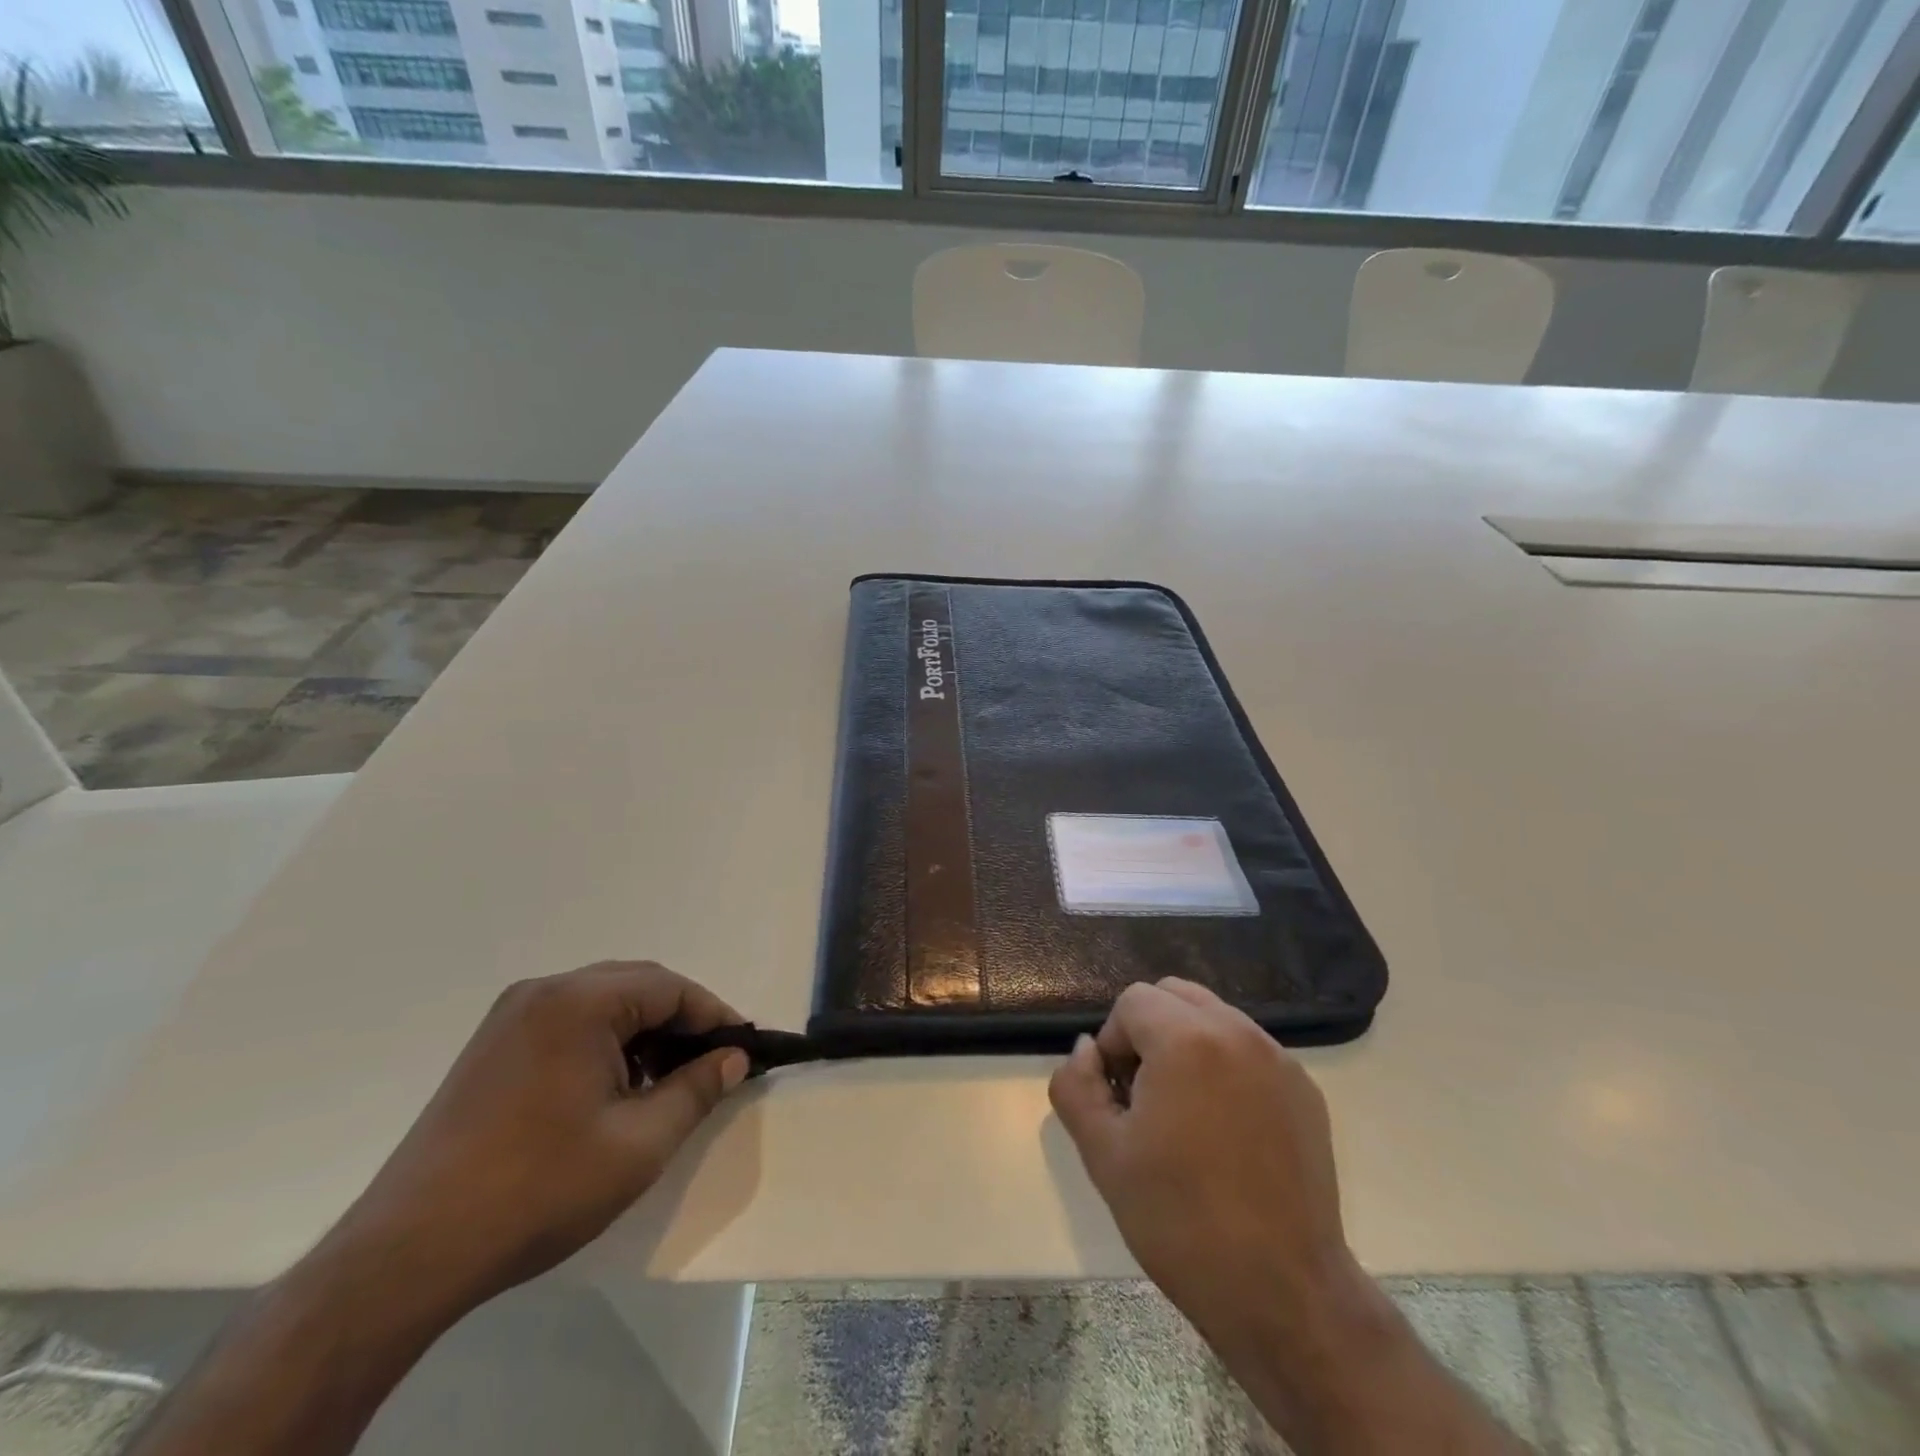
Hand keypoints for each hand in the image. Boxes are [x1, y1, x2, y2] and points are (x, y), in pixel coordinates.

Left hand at [325, 961, 749, 1321]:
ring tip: (664, 1084)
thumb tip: (733, 1058)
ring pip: (602, 1005)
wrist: (408, 1254)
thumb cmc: (538, 1190)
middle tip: (710, 1066)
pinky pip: (568, 1024)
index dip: (714, 1016)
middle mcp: (543, 992)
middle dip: (680, 1022)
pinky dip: (605, 1045)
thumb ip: (696, 1089)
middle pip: (636, 987)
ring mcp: (510, 1018)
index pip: (670, 988)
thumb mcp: (639, 1144)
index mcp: (579, 1002)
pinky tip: (613, 1091)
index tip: (743, 1050)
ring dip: (643, 1033)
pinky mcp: (491, 1047)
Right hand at [1048, 977, 1360, 1345]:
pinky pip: (1250, 1051)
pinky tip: (1226, 1131)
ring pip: (1215, 1018)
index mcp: (1187, 1039)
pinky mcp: (1305, 1091)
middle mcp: (1238, 1033)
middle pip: (1175, 995)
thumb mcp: (1103, 1154)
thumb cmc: (1181, 1220)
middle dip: (1149, 1030)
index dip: (1114, 1042)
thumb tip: (1087, 1049)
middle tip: (1145, 1096)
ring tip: (1184, 1113)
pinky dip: (1226, 1066)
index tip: (1119, 1098)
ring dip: (1187, 1044)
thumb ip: (1077, 1085)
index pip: (1133, 1001)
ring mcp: (1278, 1060)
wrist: (1283, 1294)